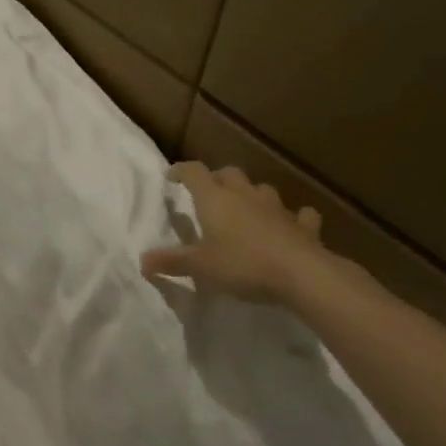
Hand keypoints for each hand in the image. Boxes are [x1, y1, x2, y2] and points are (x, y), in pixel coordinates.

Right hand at [141, 163, 327, 304]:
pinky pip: (298, 215)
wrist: (302, 274)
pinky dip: (293, 217)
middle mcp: (245, 196)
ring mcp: (277, 208)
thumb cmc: (242, 264)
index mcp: (215, 199)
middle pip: (228, 174)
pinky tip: (292, 223)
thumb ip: (171, 261)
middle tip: (208, 192)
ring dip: (251, 195)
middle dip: (216, 179)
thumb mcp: (199, 267)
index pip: (194, 173)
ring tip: (245, 207)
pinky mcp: (303, 226)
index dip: (181, 171)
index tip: (171, 175)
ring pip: (261, 189)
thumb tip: (142, 262)